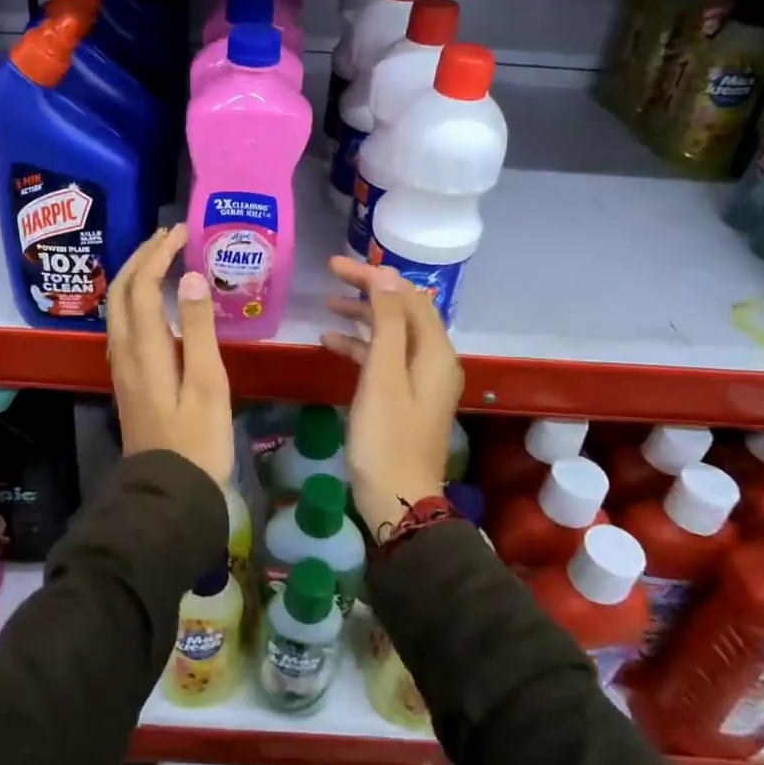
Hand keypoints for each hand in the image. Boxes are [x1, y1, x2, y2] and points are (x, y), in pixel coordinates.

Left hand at [106, 225, 234, 485]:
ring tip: (162, 258)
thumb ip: (199, 329)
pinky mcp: (129, 380)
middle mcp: (125, 352)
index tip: (182, 232)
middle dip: (141, 257)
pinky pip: (125, 325)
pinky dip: (137, 299)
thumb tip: (190, 277)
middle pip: (122, 292)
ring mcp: (123, 367)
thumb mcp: (208, 384)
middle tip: (169, 236)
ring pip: (119, 308)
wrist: (169, 494)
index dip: (159, 254)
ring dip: (136, 276)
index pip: (143, 286)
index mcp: (145, 349)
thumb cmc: (197, 441)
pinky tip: (155, 303)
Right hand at [321, 258, 463, 541]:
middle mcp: (434, 359)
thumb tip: (385, 277)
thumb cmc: (386, 437)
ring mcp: (420, 379)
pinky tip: (329, 343)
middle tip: (330, 277)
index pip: (407, 296)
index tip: (335, 265)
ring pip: (391, 334)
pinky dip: (360, 347)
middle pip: (402, 310)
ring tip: (328, 305)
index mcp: (435, 351)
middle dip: (368, 290)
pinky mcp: (404, 396)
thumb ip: (387, 323)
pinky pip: (384, 359)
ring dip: (362, 317)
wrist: (398, 498)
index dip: (373, 276)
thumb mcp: (383, 374)